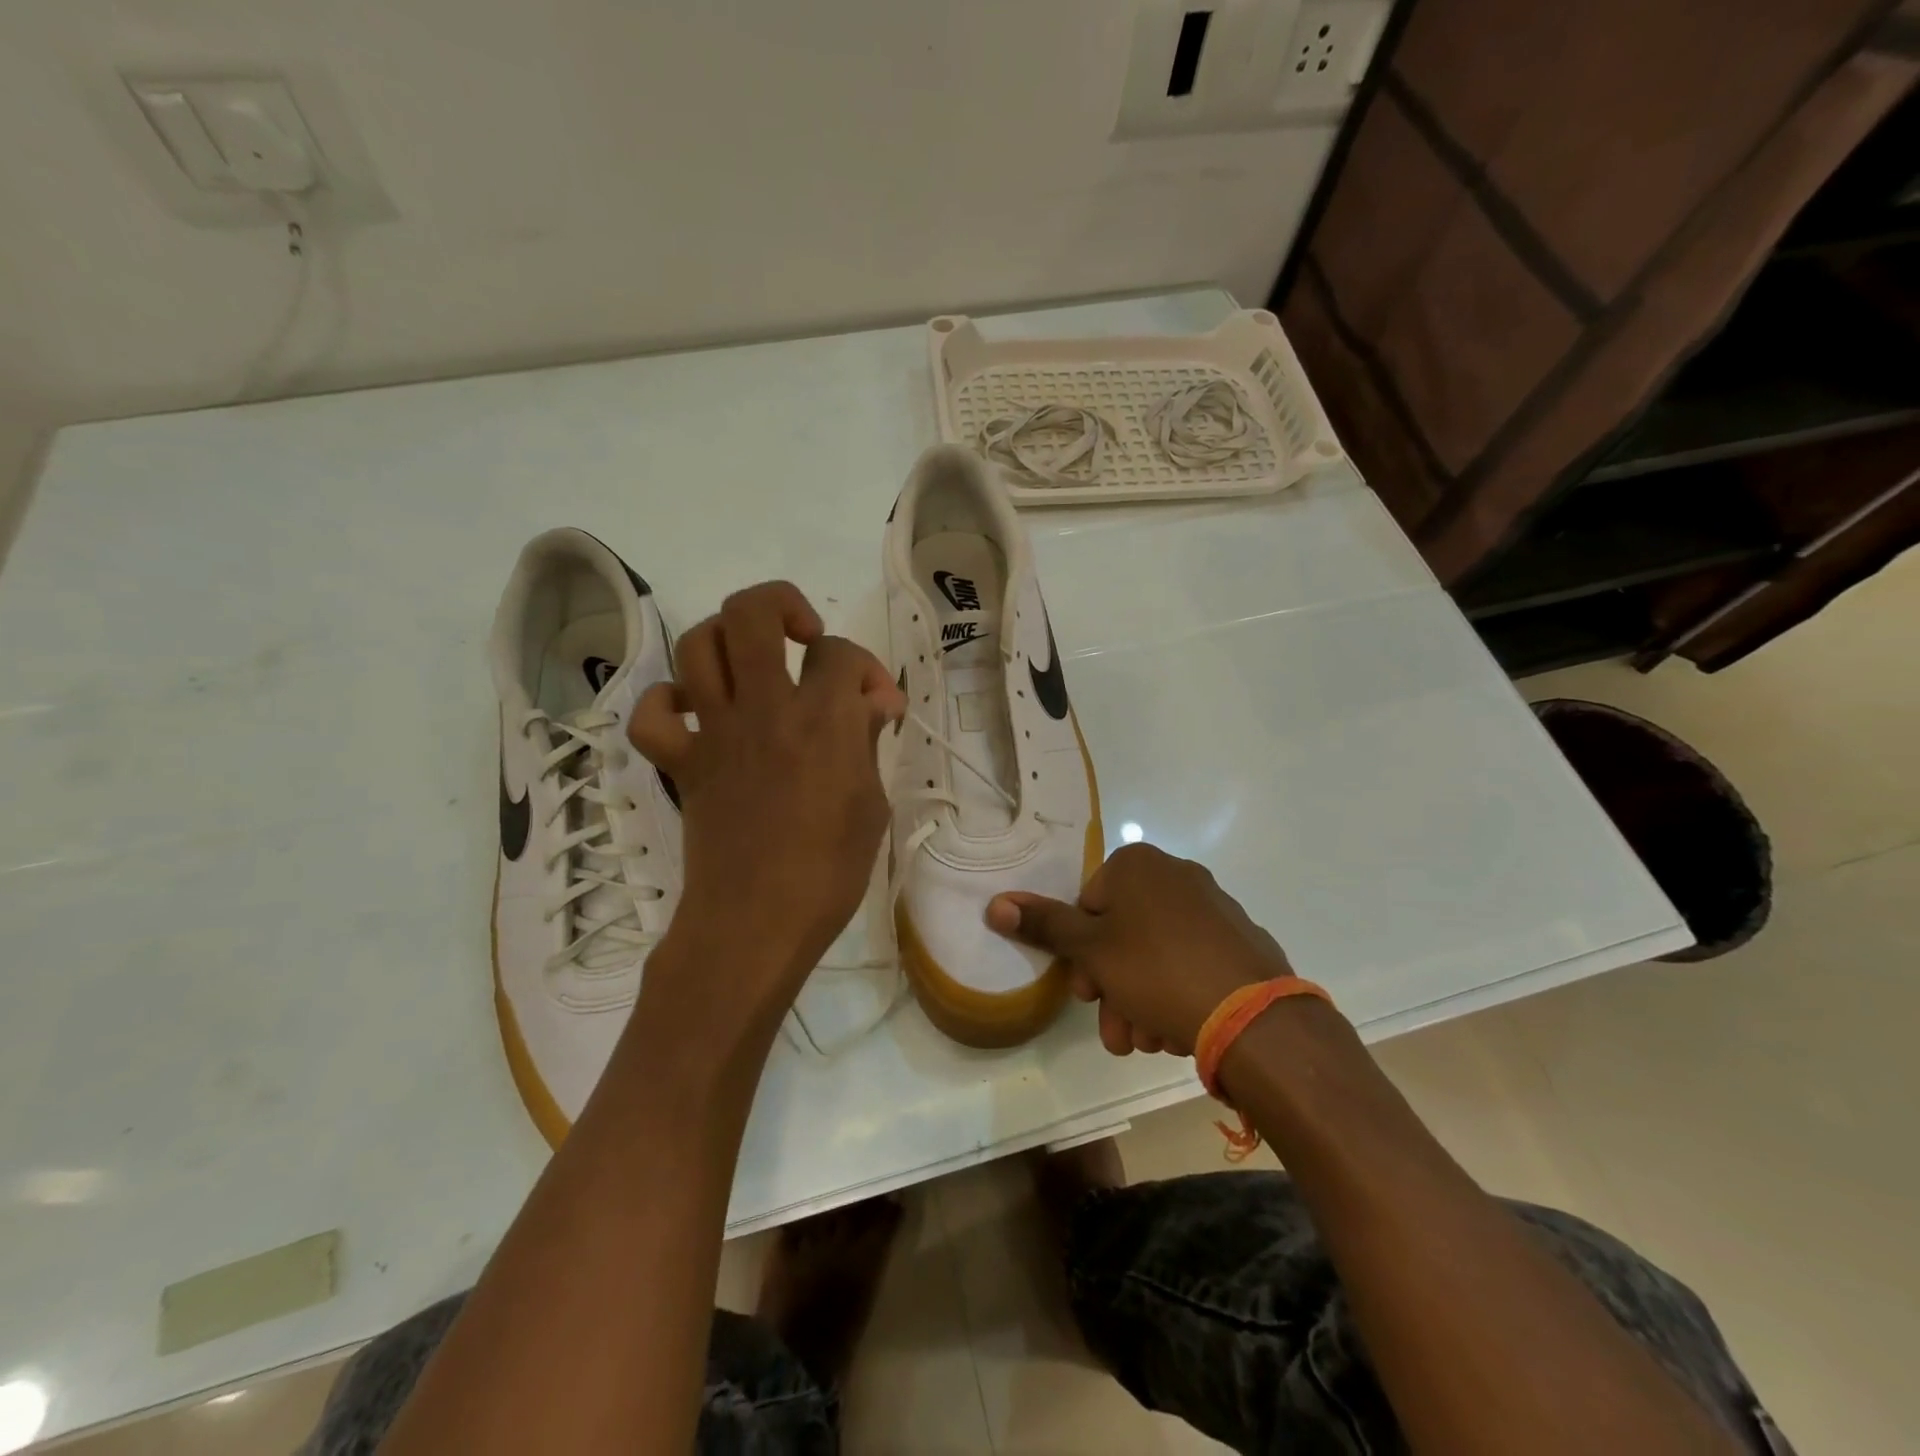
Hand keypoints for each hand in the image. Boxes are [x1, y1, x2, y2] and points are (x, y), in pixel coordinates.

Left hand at [627, 581, 904, 1038]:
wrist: (757, 923)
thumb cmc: (829, 871)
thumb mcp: (871, 804)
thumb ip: (866, 741)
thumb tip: (870, 703)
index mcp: (822, 719)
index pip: (840, 654)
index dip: (864, 669)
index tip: (876, 704)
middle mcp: (764, 708)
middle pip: (753, 613)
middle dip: (782, 604)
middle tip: (804, 637)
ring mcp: (715, 732)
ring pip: (697, 645)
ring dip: (726, 640)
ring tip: (752, 665)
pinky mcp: (682, 763)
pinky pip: (652, 716)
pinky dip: (668, 704)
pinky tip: (697, 715)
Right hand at [987, 843, 1292, 1056]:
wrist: (1253, 1017)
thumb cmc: (1157, 970)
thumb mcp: (1091, 951)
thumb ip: (1044, 926)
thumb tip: (995, 903)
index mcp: (1138, 866)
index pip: (1088, 904)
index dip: (1080, 954)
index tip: (1086, 995)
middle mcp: (1178, 875)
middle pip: (1122, 933)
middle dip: (1111, 987)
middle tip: (1115, 1030)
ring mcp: (1214, 908)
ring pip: (1156, 954)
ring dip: (1139, 1000)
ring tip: (1147, 1042)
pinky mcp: (1240, 941)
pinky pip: (1192, 963)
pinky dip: (1176, 994)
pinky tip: (1176, 1032)